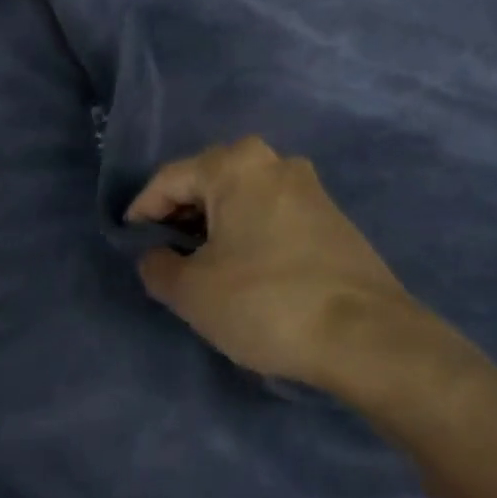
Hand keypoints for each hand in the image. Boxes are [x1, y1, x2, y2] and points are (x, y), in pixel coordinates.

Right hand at [126, 137, 435, 390]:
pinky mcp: (332, 217)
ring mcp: (310, 188)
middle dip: (181, 214)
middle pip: (210, 180)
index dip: (143, 209)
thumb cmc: (266, 302)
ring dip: (216, 223)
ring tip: (201, 262)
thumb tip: (155, 256)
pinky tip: (245, 266)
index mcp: (236, 165)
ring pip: (244, 196)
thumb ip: (158, 267)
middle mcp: (275, 162)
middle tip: (163, 251)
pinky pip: (273, 213)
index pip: (170, 178)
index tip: (130, 241)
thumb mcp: (193, 292)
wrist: (366, 335)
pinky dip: (249, 232)